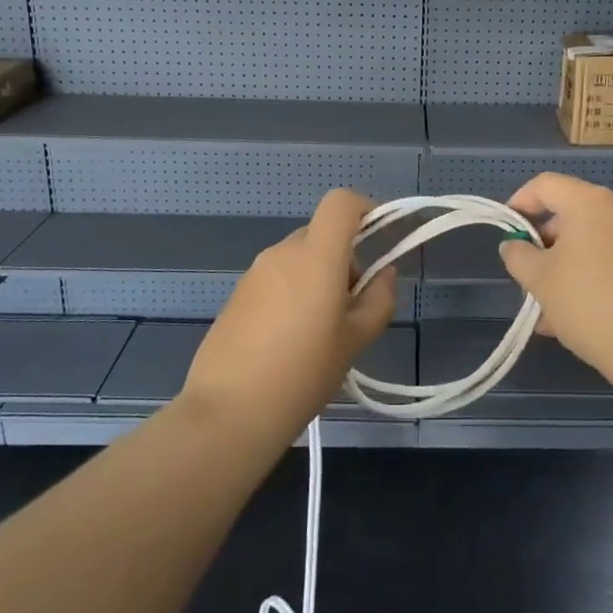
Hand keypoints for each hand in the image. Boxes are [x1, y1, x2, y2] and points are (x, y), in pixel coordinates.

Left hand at [182, 189, 396, 444]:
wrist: (229, 411)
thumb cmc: (303, 373)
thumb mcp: (355, 340)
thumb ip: (378, 300)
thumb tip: (384, 274)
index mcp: (316, 255)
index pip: (340, 202)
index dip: (364, 209)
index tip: (379, 240)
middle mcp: (283, 253)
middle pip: (322, 234)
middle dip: (344, 259)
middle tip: (351, 307)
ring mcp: (255, 273)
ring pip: (298, 258)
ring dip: (318, 278)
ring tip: (321, 332)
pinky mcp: (237, 295)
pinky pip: (276, 279)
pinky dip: (292, 293)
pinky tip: (290, 341)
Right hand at [498, 173, 612, 375]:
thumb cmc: (587, 302)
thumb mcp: (539, 279)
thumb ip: (518, 255)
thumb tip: (515, 246)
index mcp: (591, 202)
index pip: (546, 185)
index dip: (520, 203)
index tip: (508, 233)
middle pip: (570, 213)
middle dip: (544, 243)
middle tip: (528, 275)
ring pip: (591, 242)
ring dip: (564, 266)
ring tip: (547, 308)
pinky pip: (611, 260)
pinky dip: (590, 276)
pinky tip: (575, 315)